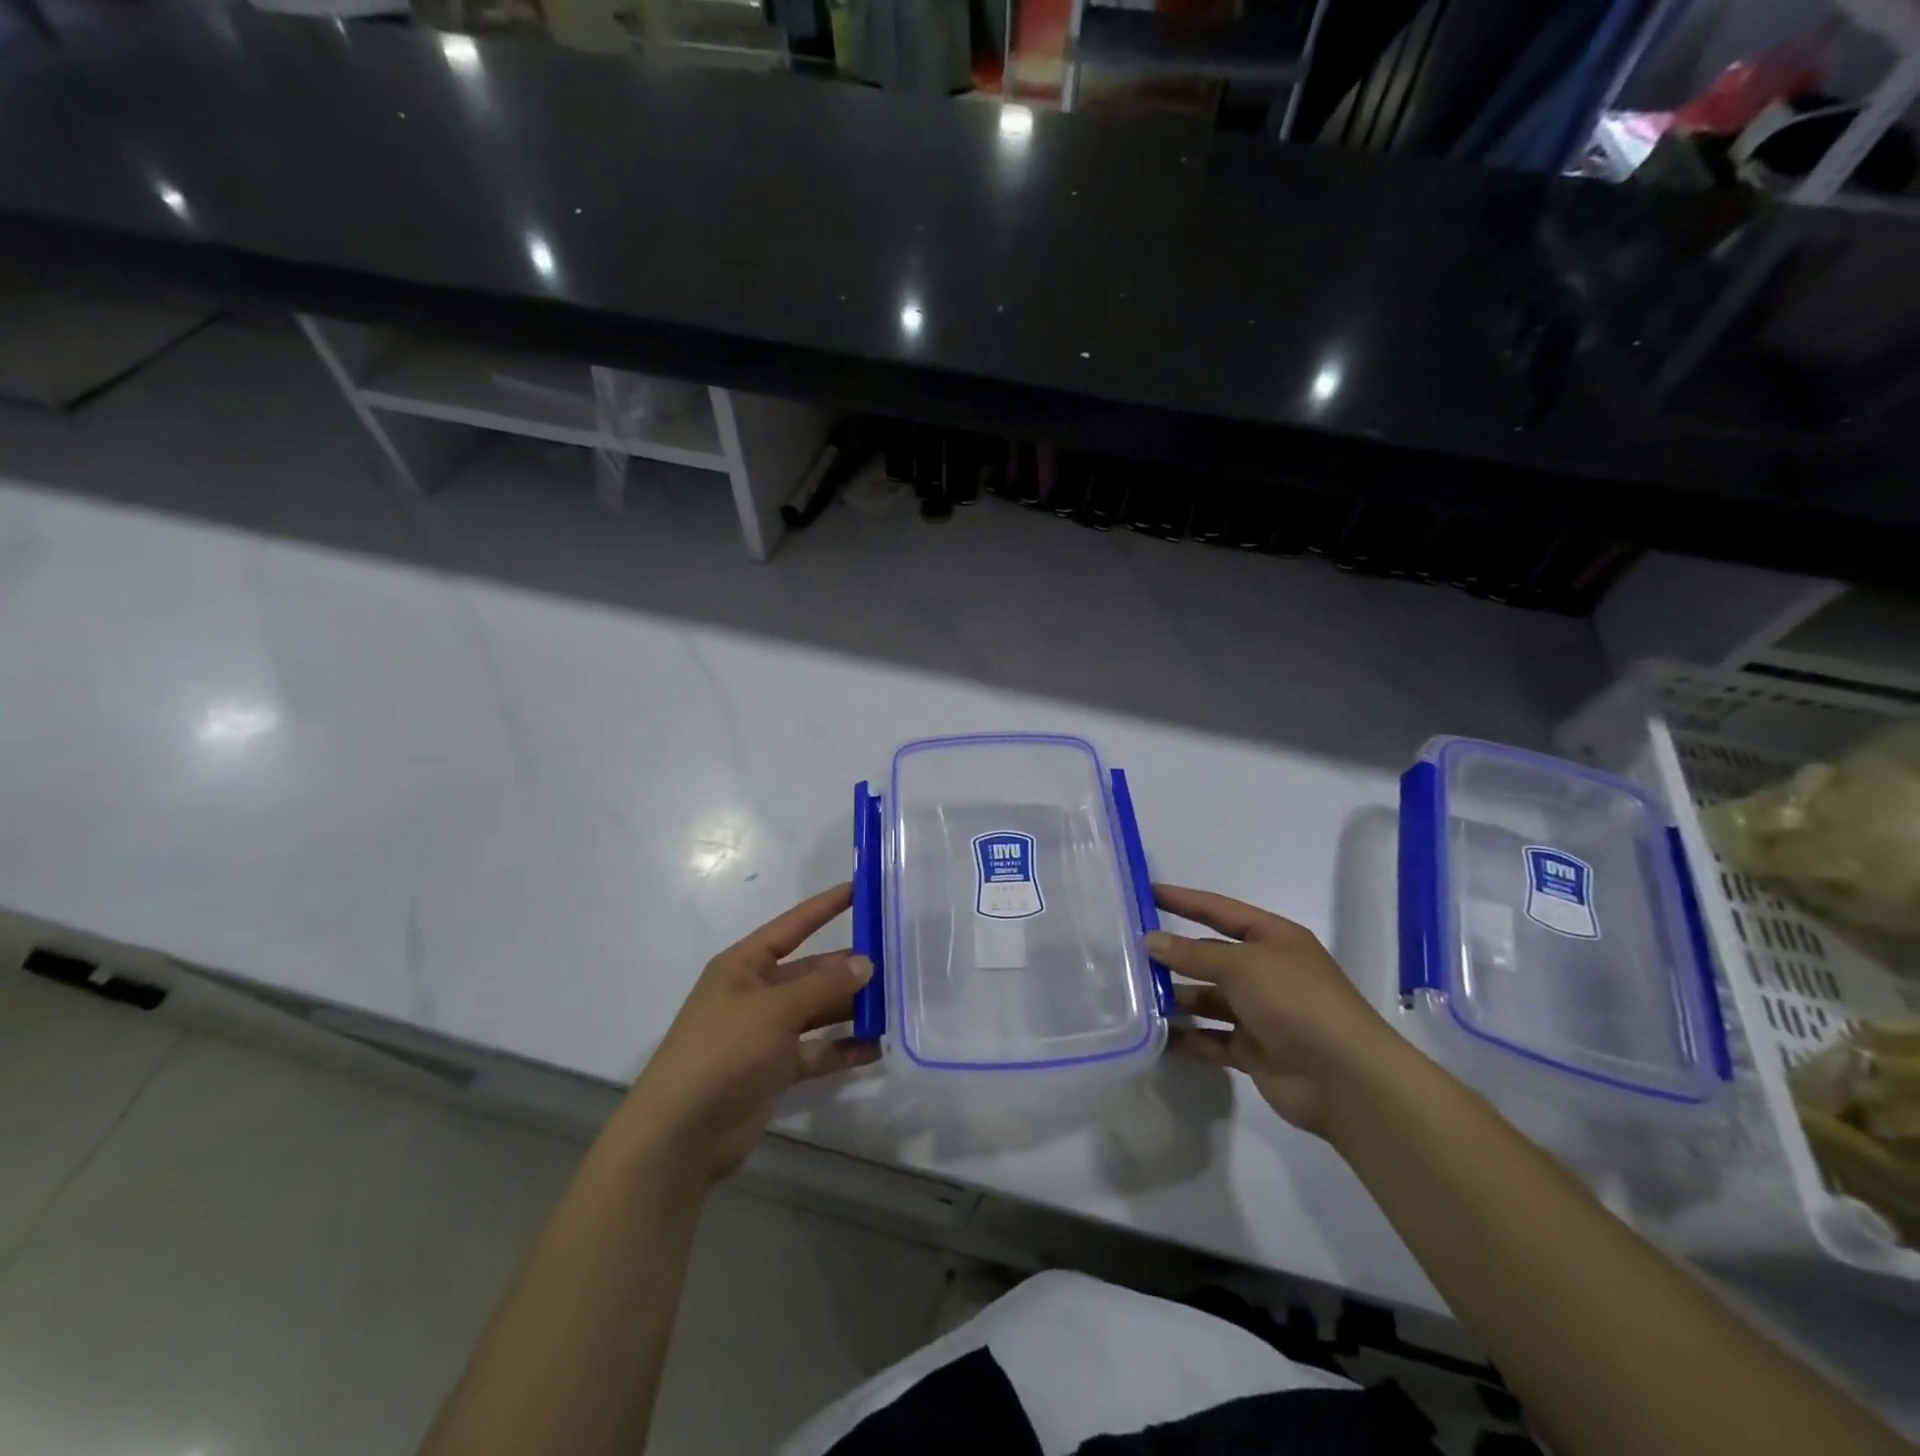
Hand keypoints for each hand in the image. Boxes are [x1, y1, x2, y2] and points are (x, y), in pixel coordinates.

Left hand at [621, 883, 878, 1182]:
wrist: (681, 1135)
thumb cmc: (723, 1052)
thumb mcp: (775, 1010)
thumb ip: (823, 986)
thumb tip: (865, 962)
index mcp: (744, 966)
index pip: (792, 926)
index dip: (825, 907)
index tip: (860, 889)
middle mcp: (756, 993)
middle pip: (811, 971)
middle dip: (847, 967)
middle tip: (894, 960)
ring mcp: (765, 1033)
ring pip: (817, 1011)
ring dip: (851, 1008)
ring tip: (894, 1002)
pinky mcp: (775, 1069)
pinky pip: (817, 1051)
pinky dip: (843, 1049)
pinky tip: (877, 1047)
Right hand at [1148, 884, 1406, 1140]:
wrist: (1346, 1080)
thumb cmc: (1296, 1002)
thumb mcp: (1242, 965)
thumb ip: (1192, 954)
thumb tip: (1150, 940)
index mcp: (1272, 939)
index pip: (1219, 911)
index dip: (1183, 900)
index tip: (1145, 892)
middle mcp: (1266, 971)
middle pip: (1210, 957)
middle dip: (1173, 956)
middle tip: (1127, 955)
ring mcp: (1260, 1012)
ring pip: (1207, 999)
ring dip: (1176, 999)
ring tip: (1133, 998)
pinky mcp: (1253, 1050)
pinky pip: (1211, 1038)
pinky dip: (1187, 1038)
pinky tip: (1156, 1038)